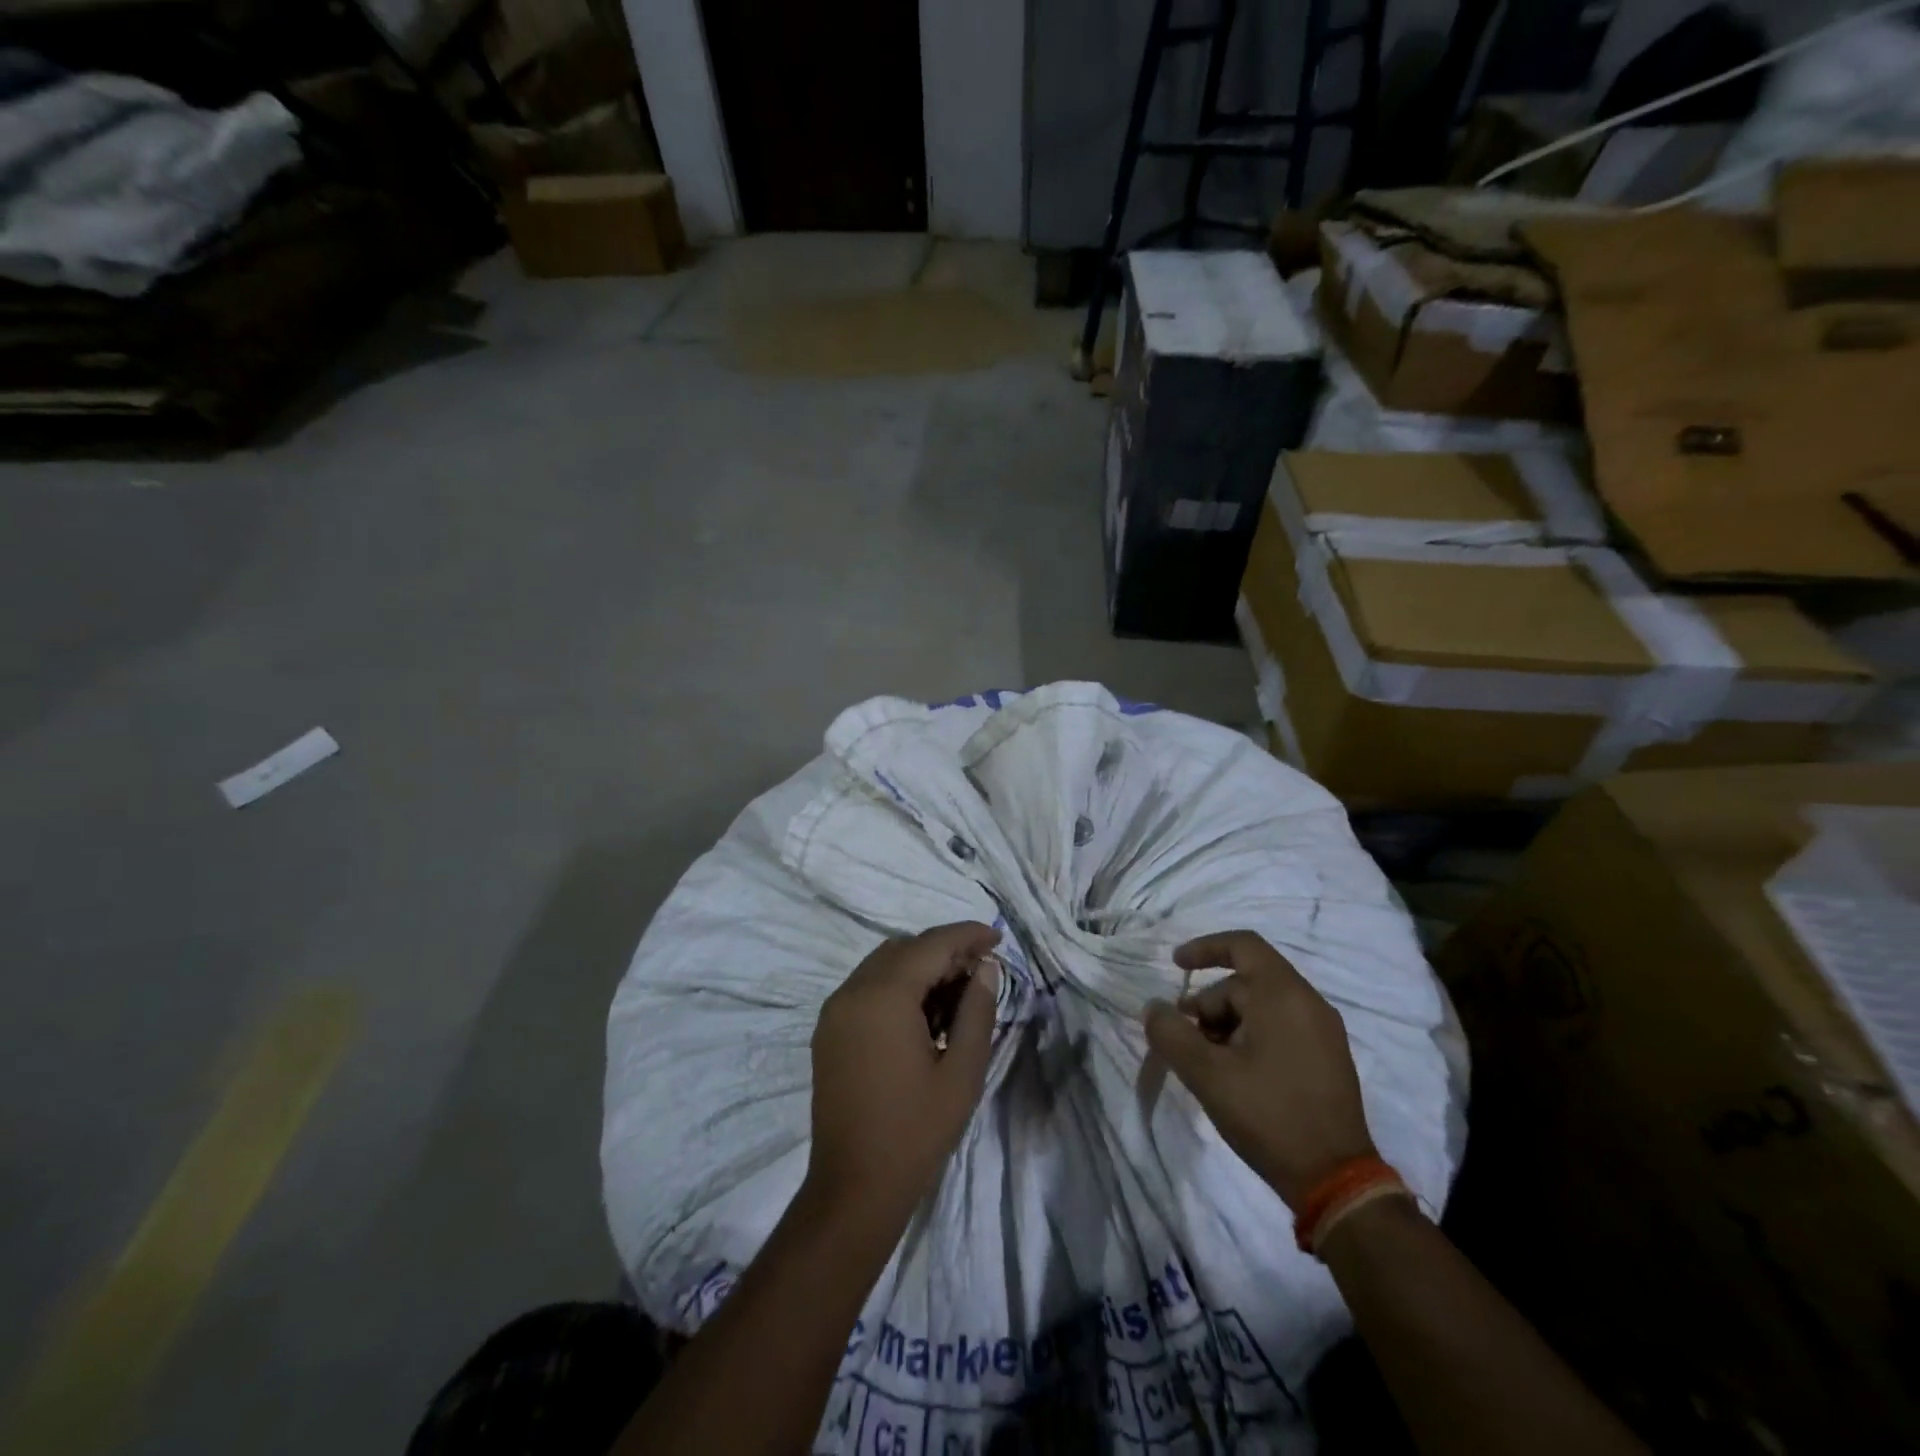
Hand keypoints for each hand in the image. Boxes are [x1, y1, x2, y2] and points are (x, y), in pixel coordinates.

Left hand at [805, 922, 1001, 1225]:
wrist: (853, 1189)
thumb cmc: (915, 1131)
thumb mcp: (962, 1072)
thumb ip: (977, 1010)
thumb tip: (985, 967)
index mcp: (884, 995)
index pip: (931, 944)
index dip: (967, 935)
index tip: (997, 937)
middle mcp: (852, 991)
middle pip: (905, 949)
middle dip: (945, 952)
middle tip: (981, 973)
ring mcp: (835, 1011)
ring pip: (884, 965)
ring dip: (921, 969)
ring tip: (956, 998)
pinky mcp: (829, 1031)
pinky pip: (867, 988)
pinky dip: (897, 988)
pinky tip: (924, 1018)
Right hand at [1144, 930, 1375, 1210]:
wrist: (1336, 1181)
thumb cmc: (1268, 1115)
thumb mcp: (1206, 1074)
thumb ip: (1171, 1033)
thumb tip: (1154, 1008)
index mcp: (1284, 995)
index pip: (1242, 945)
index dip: (1204, 947)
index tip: (1175, 966)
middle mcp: (1309, 1003)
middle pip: (1246, 982)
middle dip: (1209, 1004)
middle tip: (1186, 1040)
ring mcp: (1324, 1032)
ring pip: (1262, 1007)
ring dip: (1227, 1024)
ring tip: (1207, 1063)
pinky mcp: (1328, 1059)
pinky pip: (1281, 1027)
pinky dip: (1250, 1036)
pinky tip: (1235, 1074)